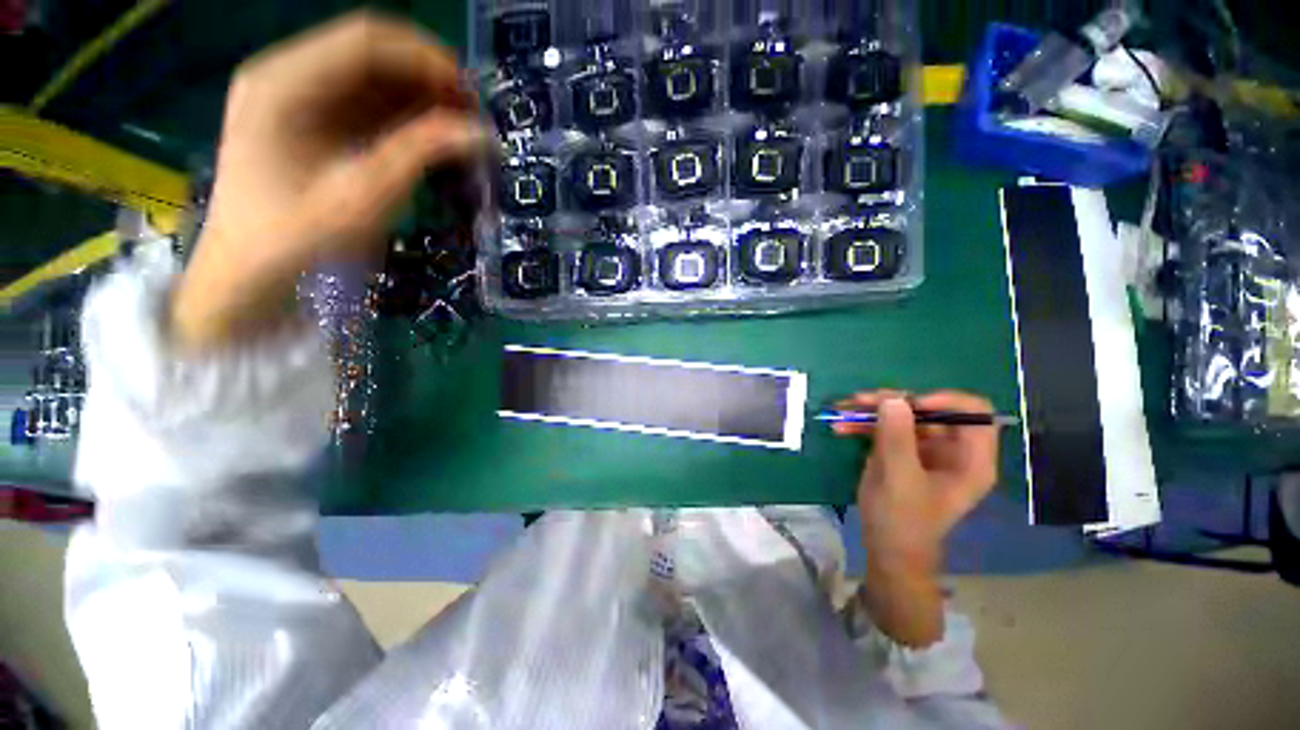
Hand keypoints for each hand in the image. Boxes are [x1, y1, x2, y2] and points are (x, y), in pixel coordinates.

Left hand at [171, 12, 485, 350]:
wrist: (249, 272)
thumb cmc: (300, 236)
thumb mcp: (366, 194)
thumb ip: (422, 152)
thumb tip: (481, 133)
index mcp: (283, 82)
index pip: (366, 41)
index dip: (426, 59)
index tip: (472, 97)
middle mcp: (285, 73)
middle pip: (369, 51)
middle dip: (426, 77)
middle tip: (471, 116)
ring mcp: (293, 94)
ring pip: (370, 75)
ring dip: (418, 96)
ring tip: (458, 130)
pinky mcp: (306, 118)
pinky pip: (363, 101)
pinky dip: (402, 115)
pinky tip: (429, 138)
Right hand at [834, 391, 999, 645]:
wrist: (886, 550)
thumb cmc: (903, 521)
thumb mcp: (900, 479)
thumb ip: (898, 438)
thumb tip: (893, 398)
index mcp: (970, 459)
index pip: (974, 413)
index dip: (945, 401)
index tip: (909, 404)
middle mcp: (951, 450)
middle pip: (930, 410)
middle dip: (894, 402)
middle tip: (861, 400)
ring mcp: (924, 450)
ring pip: (903, 416)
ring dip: (872, 411)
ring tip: (842, 409)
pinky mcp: (901, 453)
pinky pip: (885, 428)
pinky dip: (863, 425)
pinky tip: (841, 427)